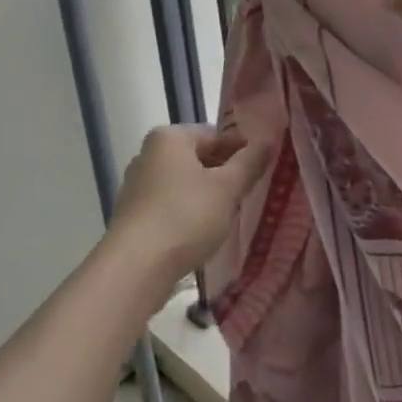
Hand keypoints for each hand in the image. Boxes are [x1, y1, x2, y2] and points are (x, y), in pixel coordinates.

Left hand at [108, 125, 269, 282]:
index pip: (214, 135)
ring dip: (206, 194)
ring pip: (183, 183)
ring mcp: (136, 185)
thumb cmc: (185, 216)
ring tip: (229, 215)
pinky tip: (202, 232)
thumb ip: (249, 162)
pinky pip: (168, 204)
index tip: (261, 169)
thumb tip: (268, 140)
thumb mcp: (227, 188)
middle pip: (196, 157)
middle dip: (223, 173)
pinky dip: (187, 212)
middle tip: (248, 193)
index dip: (241, 150)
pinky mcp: (132, 214)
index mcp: (169, 137)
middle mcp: (147, 154)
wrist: (136, 267)